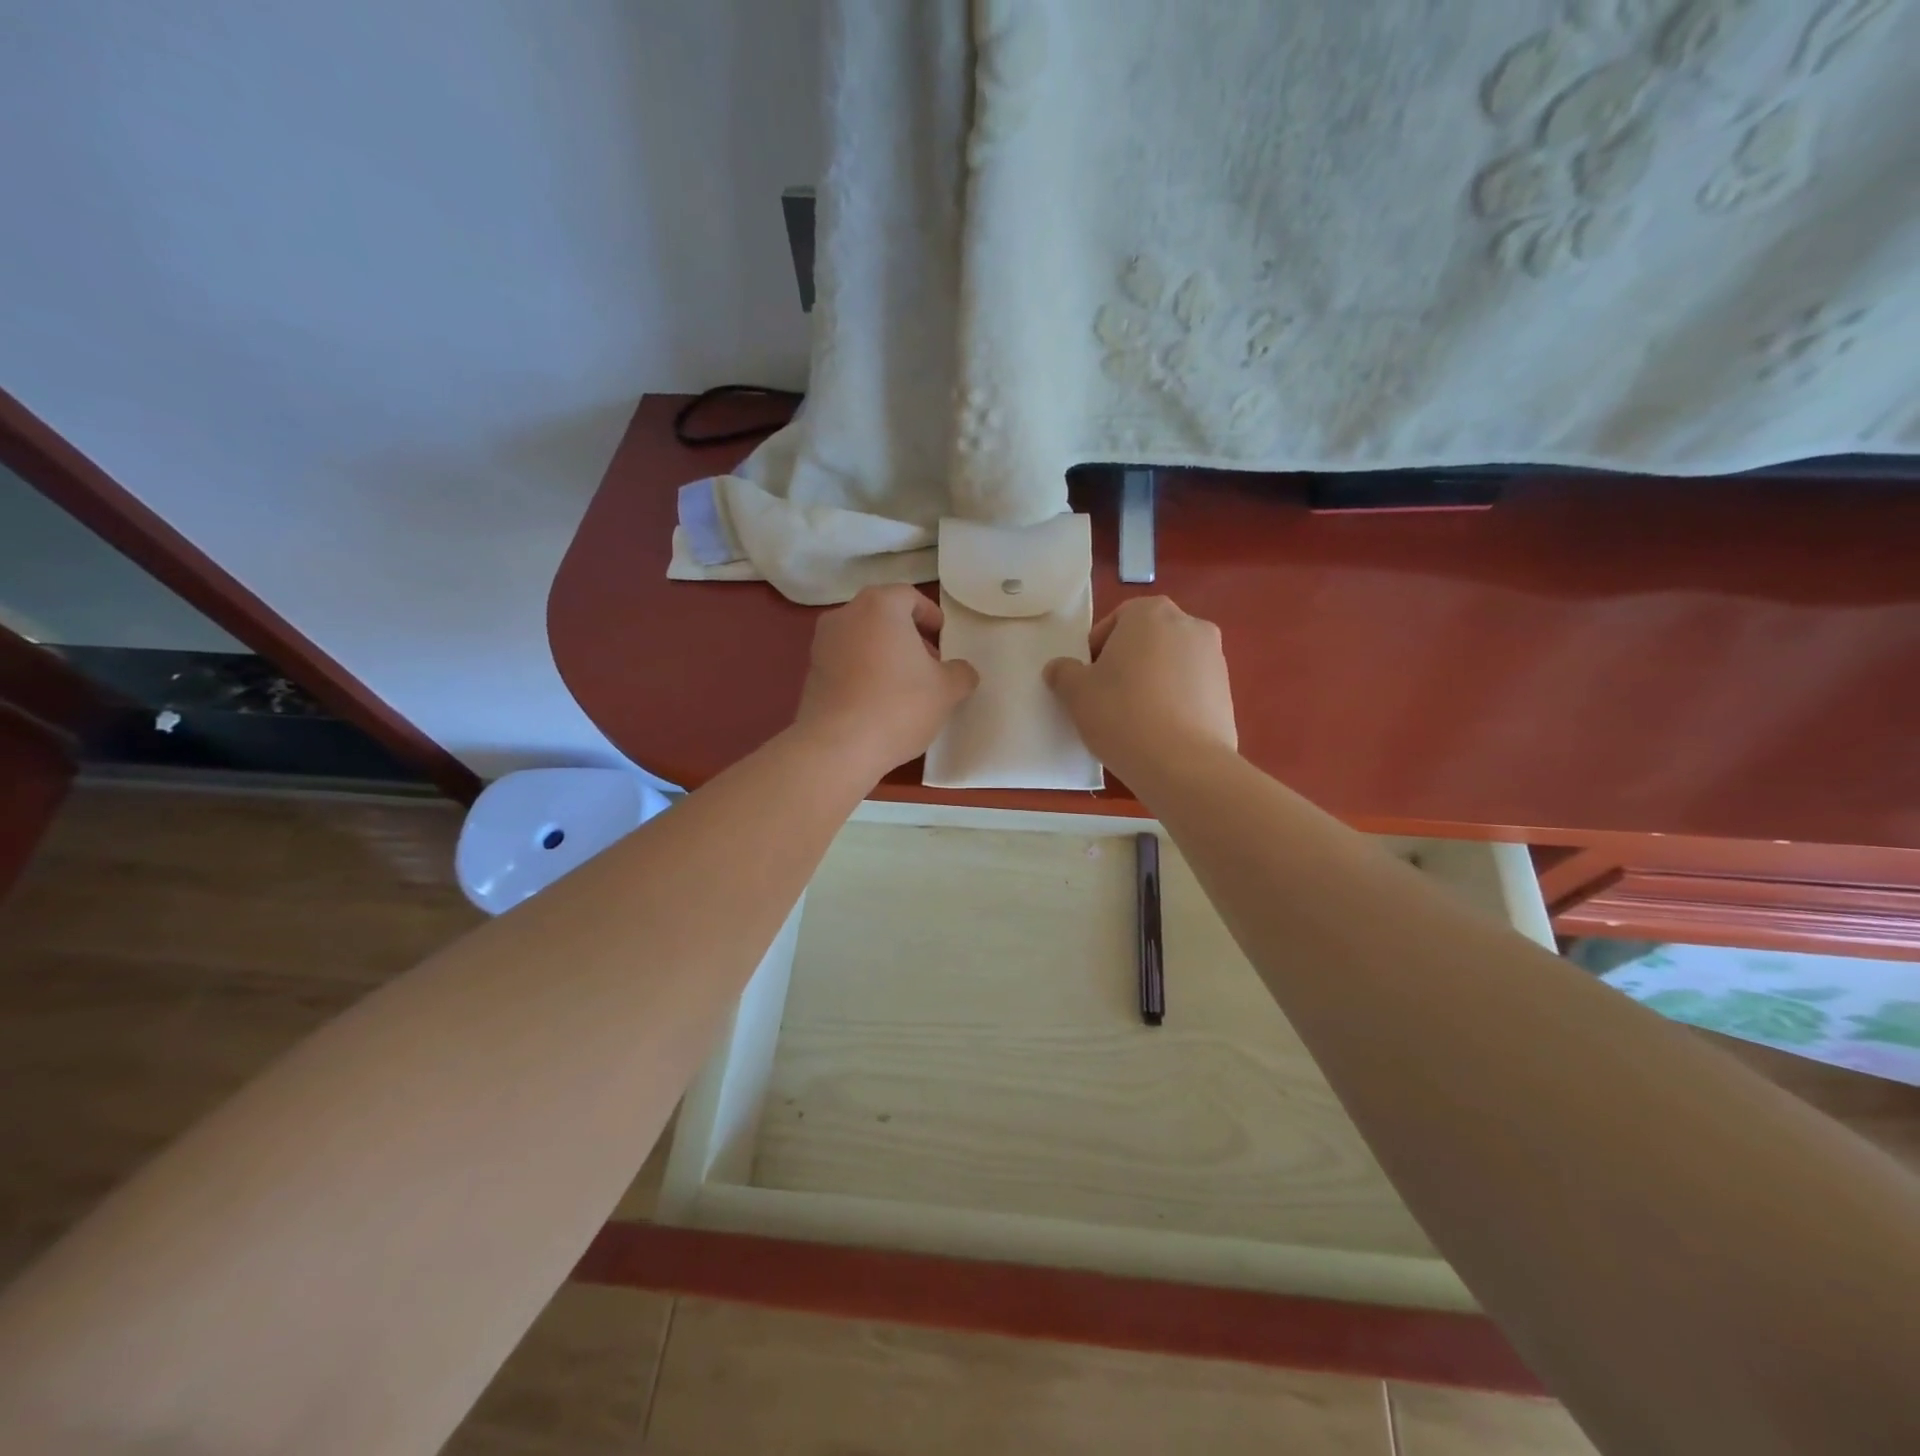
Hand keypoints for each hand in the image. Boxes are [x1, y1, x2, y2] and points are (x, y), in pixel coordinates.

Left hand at [792, 585, 979, 776]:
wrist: (838, 746)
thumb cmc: (899, 706)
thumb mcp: (947, 690)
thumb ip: (961, 673)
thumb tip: (961, 671)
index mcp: (880, 606)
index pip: (909, 596)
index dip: (930, 615)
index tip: (943, 638)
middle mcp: (846, 615)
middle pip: (883, 615)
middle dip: (908, 635)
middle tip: (929, 662)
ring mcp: (822, 644)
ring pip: (862, 638)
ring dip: (885, 654)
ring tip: (905, 686)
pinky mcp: (811, 673)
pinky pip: (846, 662)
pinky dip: (864, 672)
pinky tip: (879, 702)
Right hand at [1044, 596, 1236, 782]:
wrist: (1183, 764)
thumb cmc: (1122, 714)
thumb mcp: (1076, 693)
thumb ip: (1064, 673)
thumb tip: (1060, 668)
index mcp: (1151, 613)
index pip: (1115, 621)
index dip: (1096, 650)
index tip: (1089, 679)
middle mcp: (1190, 625)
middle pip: (1147, 639)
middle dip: (1127, 662)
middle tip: (1108, 696)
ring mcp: (1215, 658)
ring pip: (1170, 663)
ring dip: (1152, 681)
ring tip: (1135, 717)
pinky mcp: (1228, 692)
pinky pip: (1190, 689)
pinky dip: (1174, 701)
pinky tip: (1160, 731)